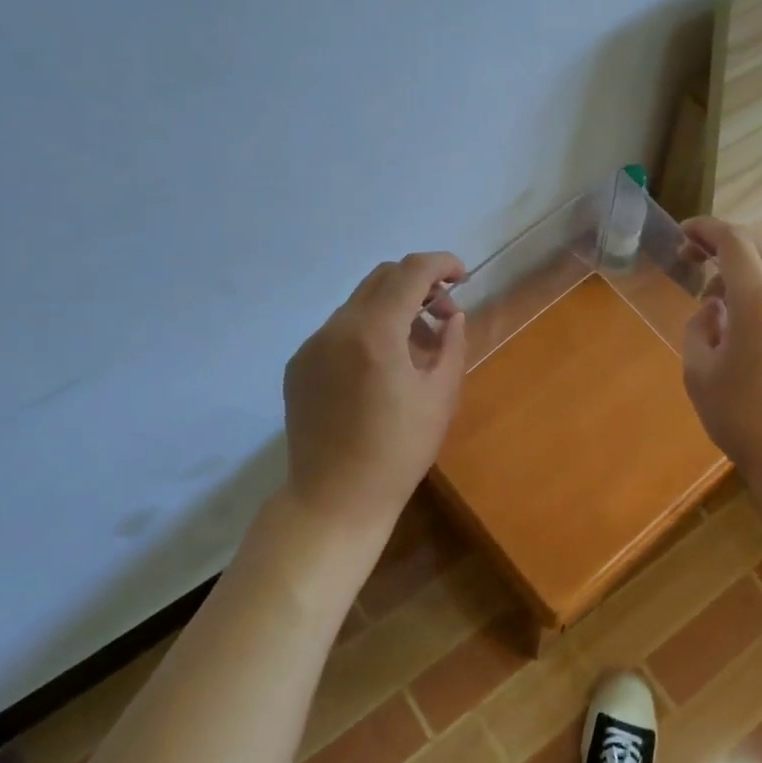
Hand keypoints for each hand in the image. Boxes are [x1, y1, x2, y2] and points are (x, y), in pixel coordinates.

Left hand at [283, 252, 467, 530]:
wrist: (335, 498)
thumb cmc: (399, 451)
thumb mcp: (442, 396)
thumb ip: (451, 344)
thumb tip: (452, 316)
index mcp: (375, 333)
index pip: (411, 271)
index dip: (441, 263)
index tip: (462, 276)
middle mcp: (337, 328)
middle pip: (382, 277)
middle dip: (418, 283)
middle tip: (443, 312)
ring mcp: (312, 345)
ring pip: (359, 303)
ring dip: (393, 308)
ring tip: (415, 347)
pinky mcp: (298, 365)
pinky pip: (339, 330)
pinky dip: (367, 330)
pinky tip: (381, 368)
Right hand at [680, 217, 761, 486]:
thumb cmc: (744, 417)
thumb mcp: (699, 373)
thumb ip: (699, 328)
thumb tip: (713, 309)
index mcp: (758, 298)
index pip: (733, 240)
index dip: (705, 229)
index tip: (682, 235)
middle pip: (758, 250)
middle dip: (722, 246)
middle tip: (692, 261)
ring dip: (744, 272)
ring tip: (717, 301)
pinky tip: (748, 325)